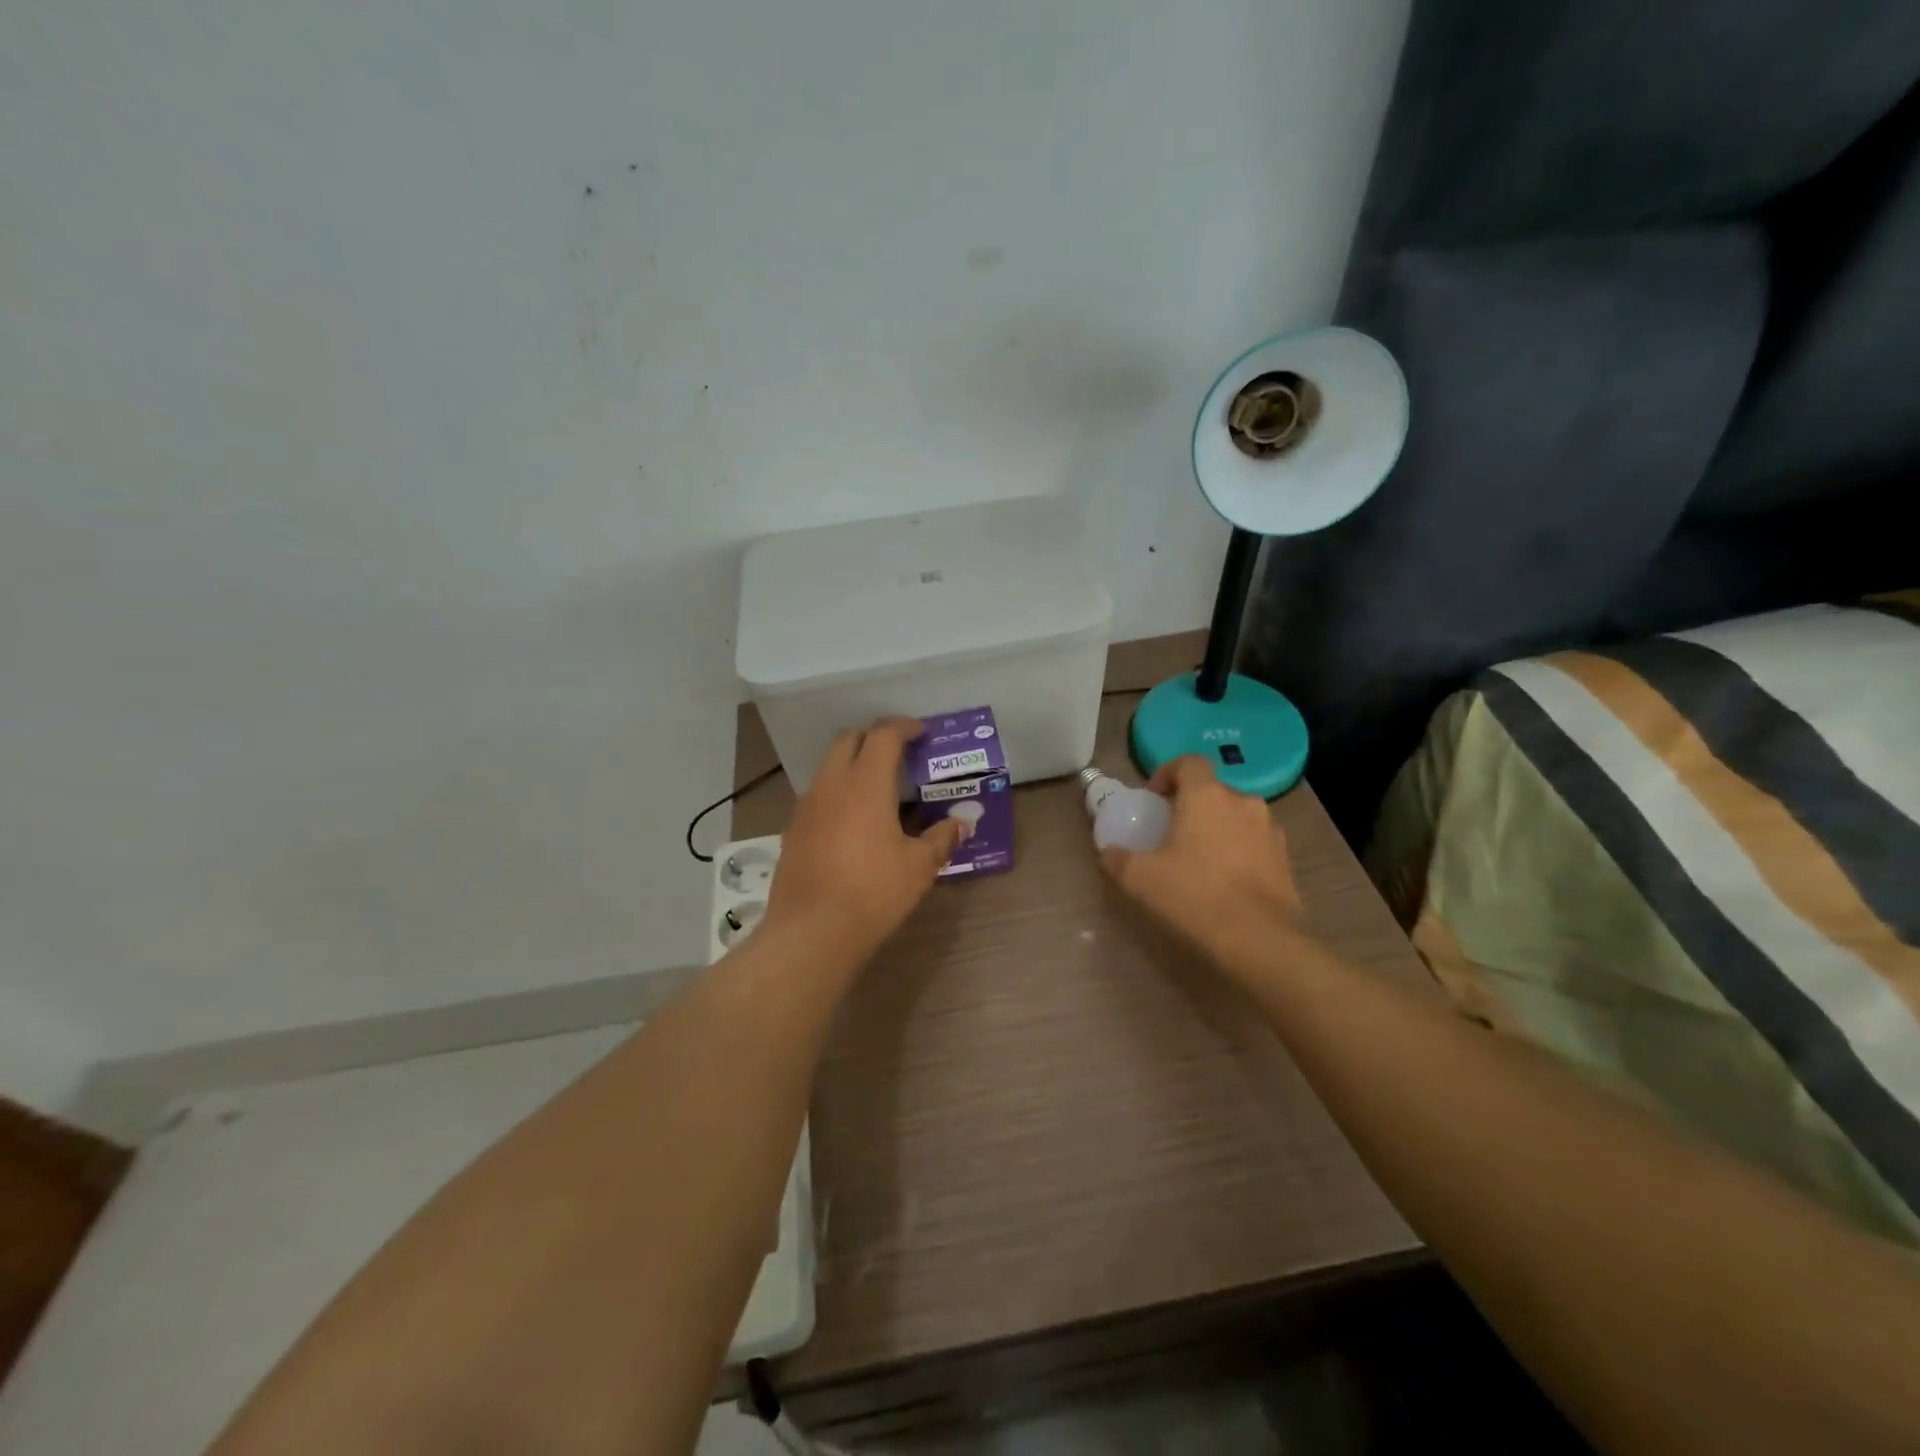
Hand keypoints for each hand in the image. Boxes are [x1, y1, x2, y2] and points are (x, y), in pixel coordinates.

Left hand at [764, 718, 964, 960]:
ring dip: (852, 764)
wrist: (811, 931)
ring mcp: (807, 805)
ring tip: (877, 788)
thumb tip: (962, 823)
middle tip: (898, 755)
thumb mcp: (919, 867)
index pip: (883, 734)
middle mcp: (832, 784)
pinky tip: (852, 821)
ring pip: (829, 765)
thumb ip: (942, 838)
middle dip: (874, 738)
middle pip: (848, 739)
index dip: (903, 727)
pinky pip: (818, 794)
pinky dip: (837, 791)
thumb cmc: (873, 892)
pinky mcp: (793, 828)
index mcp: (866, 783)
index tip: (920, 733)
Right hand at [1099, 755, 1302, 973]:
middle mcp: (1243, 802)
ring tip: (1200, 859)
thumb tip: (1109, 853)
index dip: (1167, 773)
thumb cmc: (1194, 896)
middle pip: (1212, 790)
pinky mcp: (1286, 859)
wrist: (1260, 941)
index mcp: (1206, 795)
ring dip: (1217, 828)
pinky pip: (1255, 843)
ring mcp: (1270, 830)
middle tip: (1171, 833)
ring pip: (1236, 816)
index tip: (1153, 798)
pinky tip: (1225, 882)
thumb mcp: (1139, 878)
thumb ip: (1117, 858)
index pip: (1188, 762)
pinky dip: (1239, 851)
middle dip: (1191, 805)